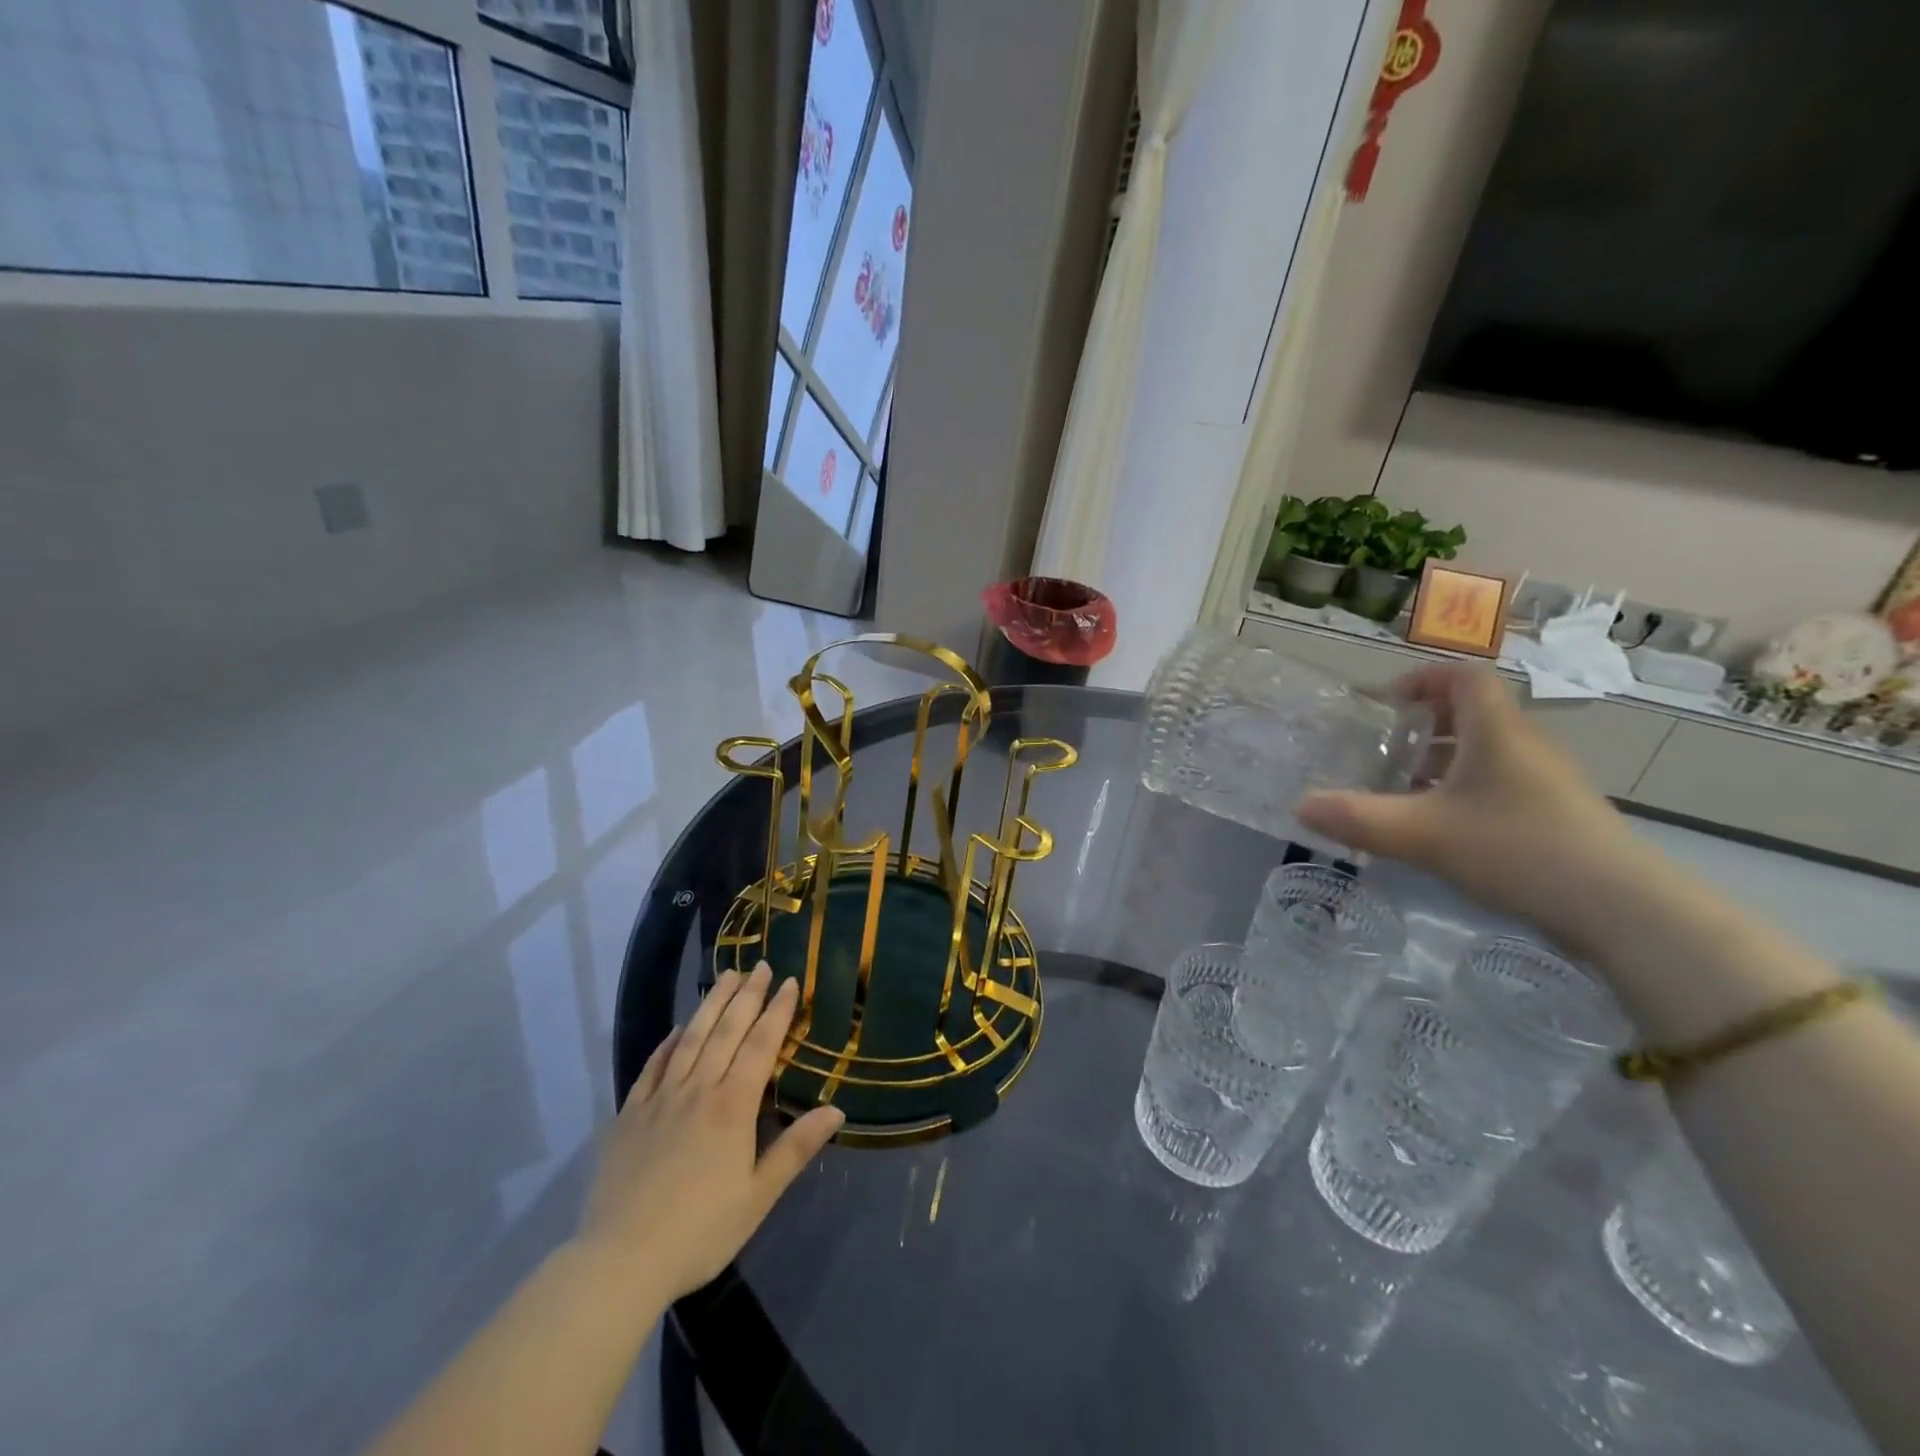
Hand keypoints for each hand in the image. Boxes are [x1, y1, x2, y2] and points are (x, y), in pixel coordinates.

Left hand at [577, 963, 843, 1302]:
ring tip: (725, 977)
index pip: (761, 1045)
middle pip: (726, 1031)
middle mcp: (698, 1090)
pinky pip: (652, 1066)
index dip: (777, 1012)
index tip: (788, 982)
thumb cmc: (700, 1232)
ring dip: (711, 1005)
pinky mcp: (630, 1114)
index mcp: (733, 1106)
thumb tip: (837, 1109)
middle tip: (759, 966)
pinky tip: (676, 1029)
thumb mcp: (758, 1196)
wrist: (619, 1261)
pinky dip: (667, 1043)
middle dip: (746, 996)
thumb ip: (795, 1148)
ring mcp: (660, 1099)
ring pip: (690, 1038)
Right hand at [1297, 664, 1649, 953]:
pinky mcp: (1557, 813)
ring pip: (1486, 751)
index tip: (1386, 703)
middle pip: (1472, 713)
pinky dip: (1464, 790)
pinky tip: (1442, 828)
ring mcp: (1546, 780)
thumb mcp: (1422, 834)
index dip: (1422, 679)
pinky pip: (1501, 782)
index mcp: (1496, 731)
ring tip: (1403, 792)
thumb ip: (1357, 818)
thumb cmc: (1517, 849)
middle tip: (1383, 751)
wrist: (1622, 909)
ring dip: (1442, 761)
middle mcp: (1525, 745)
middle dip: (1423, 726)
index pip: (1463, 677)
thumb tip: (1300, 805)